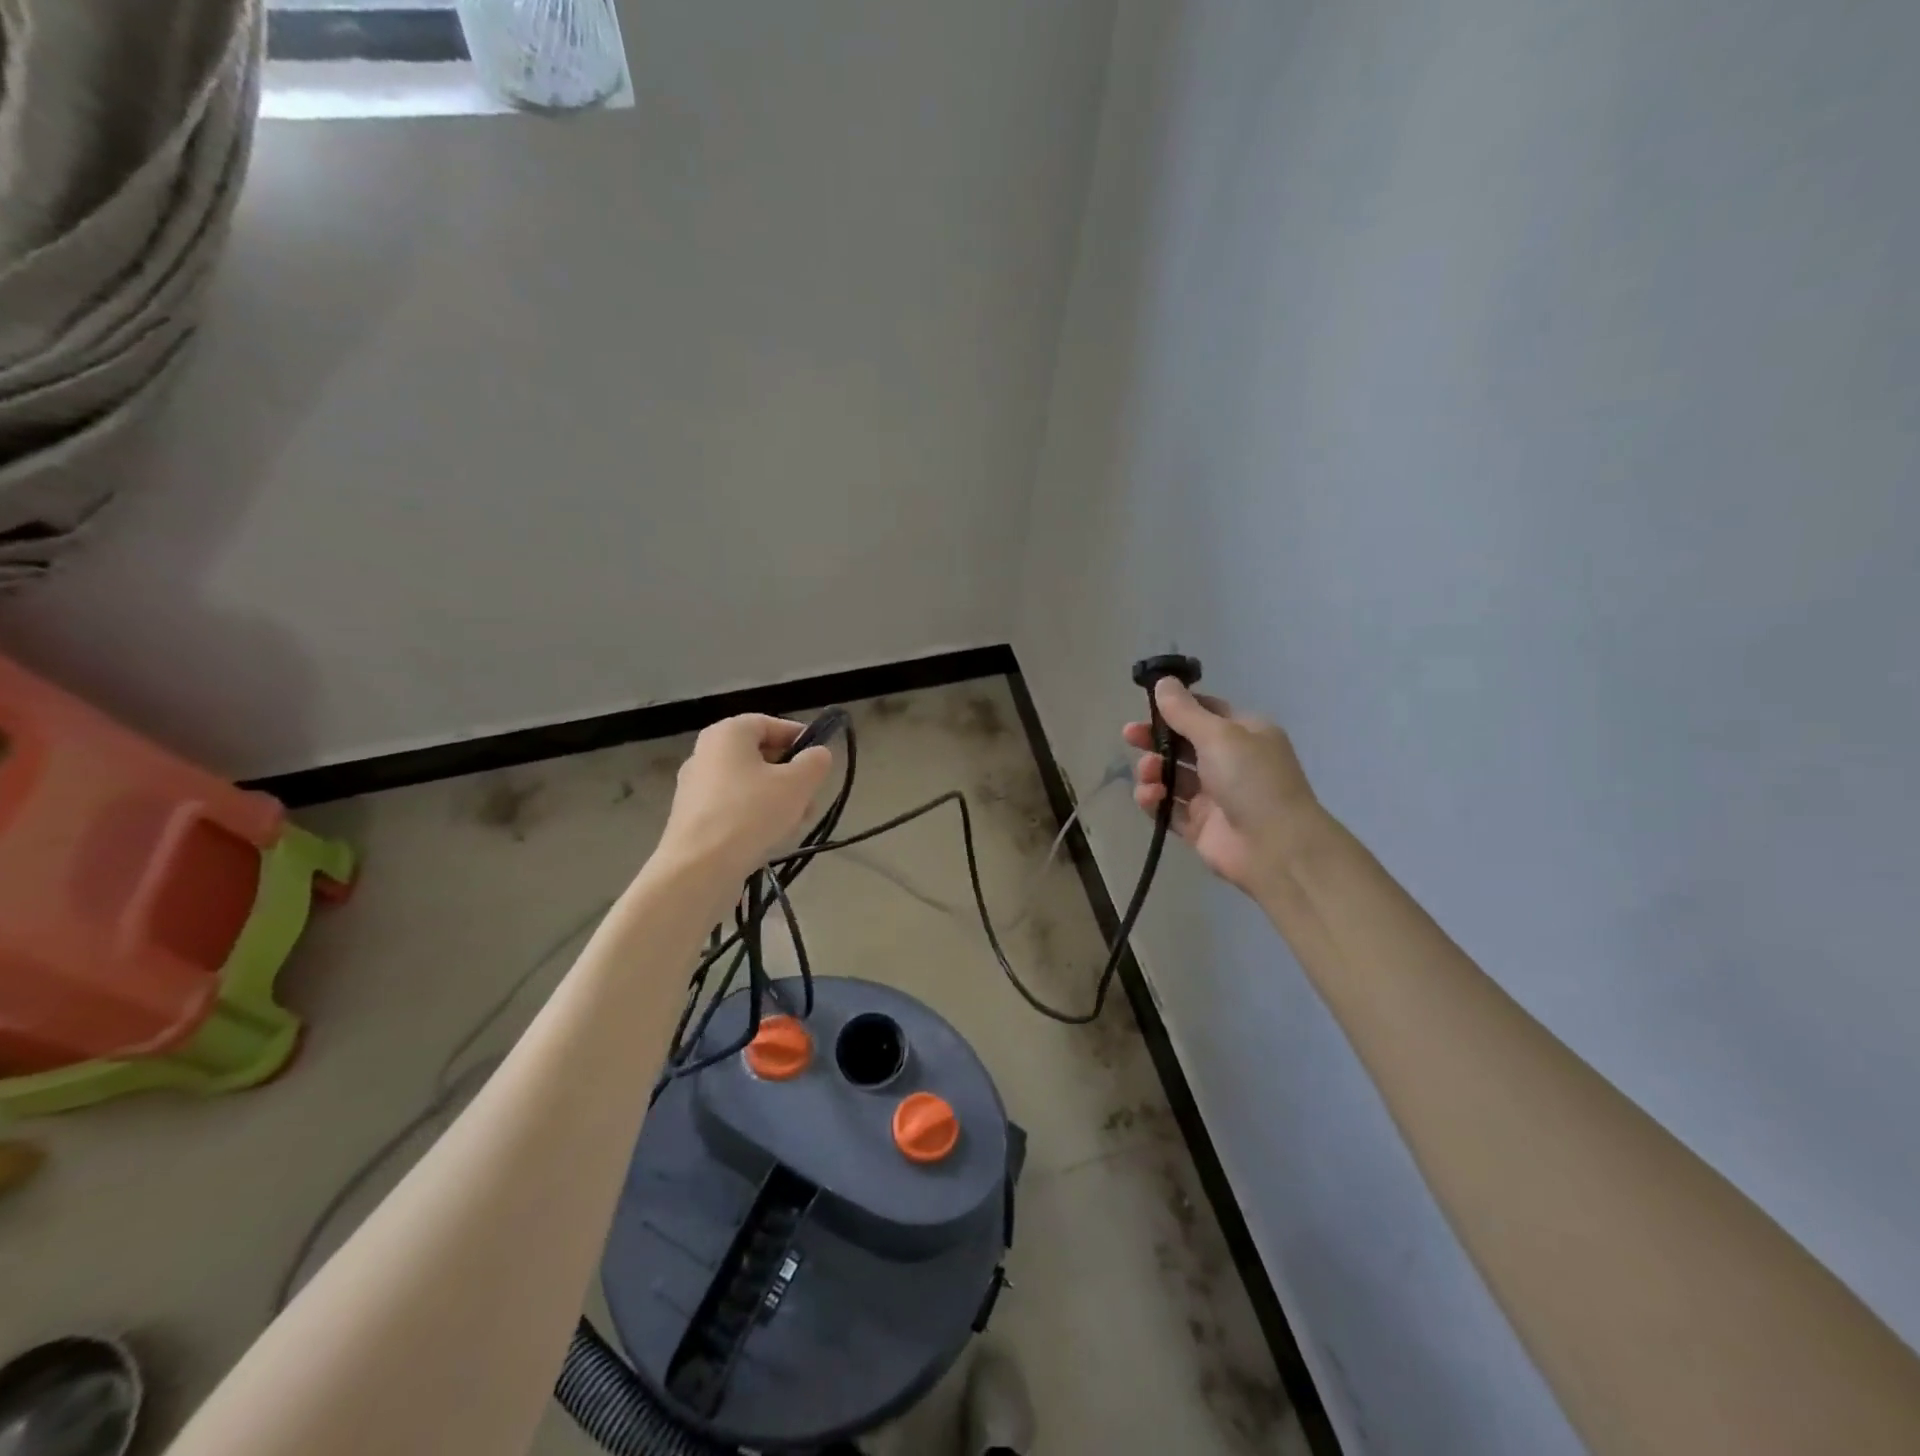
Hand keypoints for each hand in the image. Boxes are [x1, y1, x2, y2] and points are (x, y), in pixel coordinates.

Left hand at [658, 715, 833, 883]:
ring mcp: (695, 787)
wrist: (699, 869)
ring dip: (777, 799)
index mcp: (727, 733)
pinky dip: (754, 817)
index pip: (770, 723)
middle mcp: (705, 753)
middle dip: (791, 776)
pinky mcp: (692, 818)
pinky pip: (732, 807)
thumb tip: (818, 754)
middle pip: (759, 756)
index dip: (799, 738)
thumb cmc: (751, 813)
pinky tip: (770, 839)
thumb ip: (815, 762)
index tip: (820, 759)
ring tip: (796, 824)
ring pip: (748, 785)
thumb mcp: (797, 784)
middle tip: (811, 797)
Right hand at [1125, 680, 1318, 893]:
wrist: (1276, 847)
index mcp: (1244, 734)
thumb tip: (1163, 682)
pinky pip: (1168, 808)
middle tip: (1130, 736)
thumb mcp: (1219, 735)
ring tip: (1149, 774)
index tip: (1148, 706)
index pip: (1205, 711)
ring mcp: (1214, 796)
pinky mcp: (1199, 826)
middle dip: (1155, 739)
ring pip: (1172, 776)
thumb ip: (1185, 711)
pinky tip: (1150, 797)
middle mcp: (1230, 762)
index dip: (1176, 707)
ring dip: (1154, 770)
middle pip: (1183, 744)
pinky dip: (1155, 801)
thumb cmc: (1252, 779)